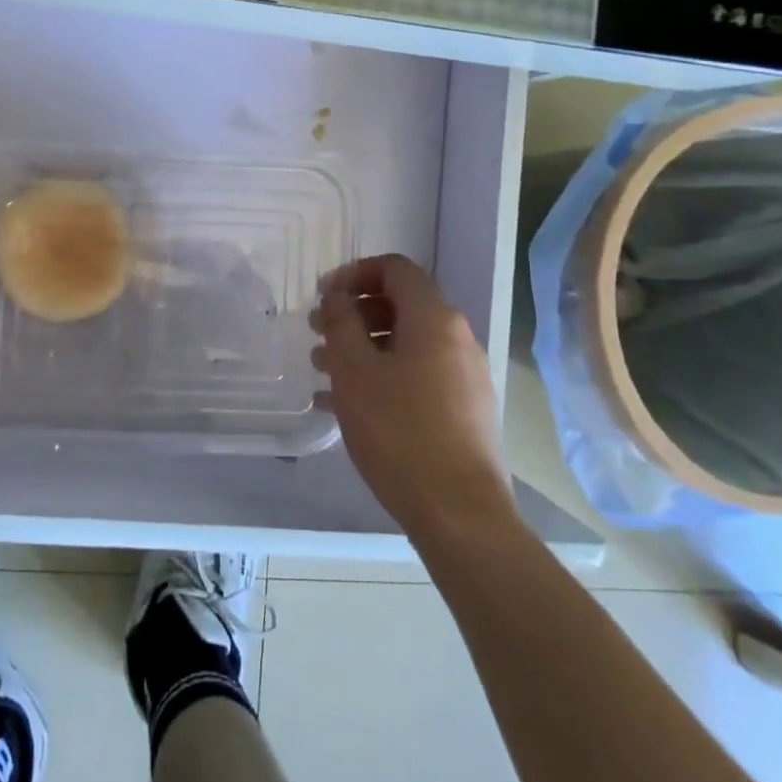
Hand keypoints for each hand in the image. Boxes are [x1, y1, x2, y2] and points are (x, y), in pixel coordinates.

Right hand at [312, 254, 517, 541]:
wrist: (459, 513)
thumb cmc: (399, 431)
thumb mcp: (354, 371)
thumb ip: (341, 323)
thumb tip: (338, 297)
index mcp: (434, 319)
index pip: (395, 269)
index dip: (354, 273)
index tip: (322, 297)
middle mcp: (456, 338)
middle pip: (400, 305)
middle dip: (353, 314)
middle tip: (316, 334)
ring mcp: (464, 376)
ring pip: (406, 343)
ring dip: (362, 347)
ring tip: (323, 371)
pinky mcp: (463, 410)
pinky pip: (416, 375)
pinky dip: (381, 376)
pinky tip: (344, 406)